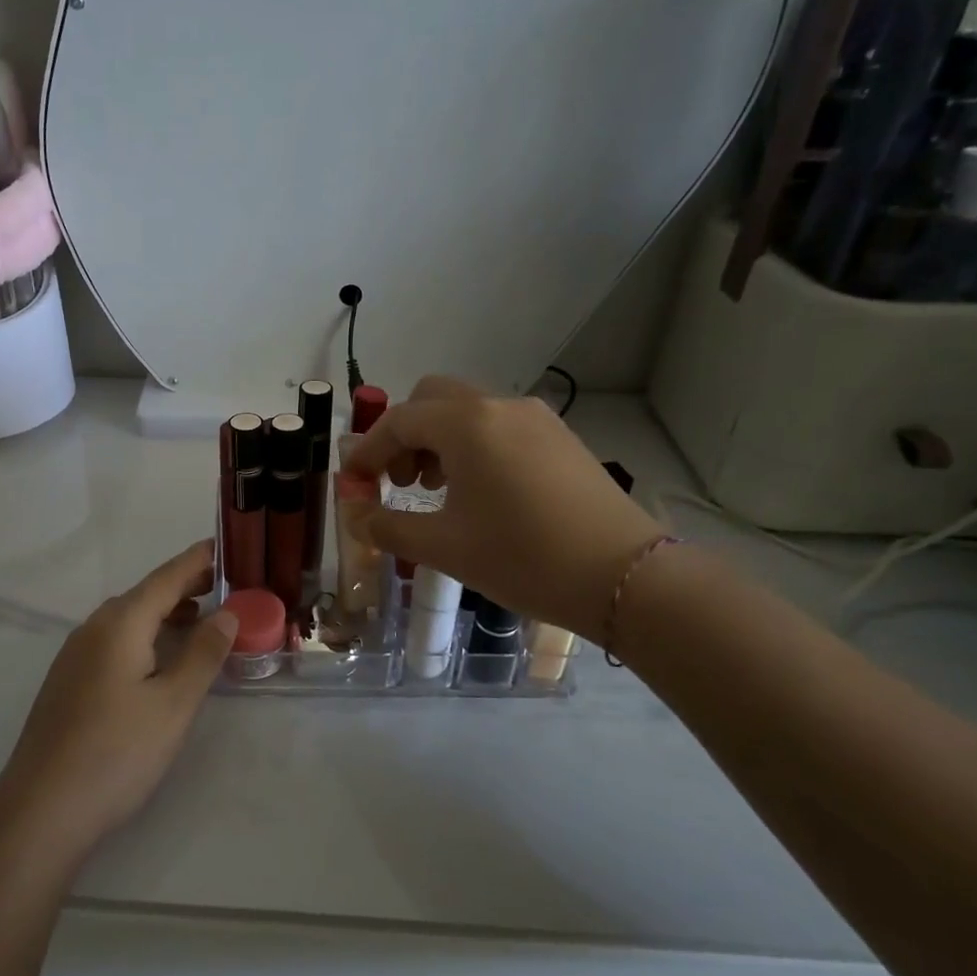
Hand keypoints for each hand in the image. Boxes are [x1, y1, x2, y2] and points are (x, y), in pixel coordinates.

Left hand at [0, 540, 235, 854]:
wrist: (40, 811)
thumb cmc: (117, 753)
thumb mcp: (174, 704)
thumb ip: (203, 654)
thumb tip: (227, 613)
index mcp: (120, 623)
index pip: (166, 577)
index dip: (198, 561)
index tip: (226, 546)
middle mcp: (93, 628)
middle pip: (145, 594)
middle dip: (185, 586)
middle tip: (225, 586)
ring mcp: (75, 655)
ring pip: (128, 619)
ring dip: (165, 613)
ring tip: (200, 619)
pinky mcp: (68, 682)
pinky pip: (114, 641)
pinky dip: (145, 636)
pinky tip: (159, 659)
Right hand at [337, 376, 658, 639]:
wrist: (624, 576)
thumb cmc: (523, 558)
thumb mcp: (444, 547)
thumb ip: (389, 527)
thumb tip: (358, 516)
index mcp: (466, 424)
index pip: (399, 421)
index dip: (367, 450)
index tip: (352, 482)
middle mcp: (499, 406)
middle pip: (432, 399)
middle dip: (404, 434)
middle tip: (398, 480)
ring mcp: (536, 418)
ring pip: (468, 410)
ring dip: (439, 439)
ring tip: (436, 489)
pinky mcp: (560, 437)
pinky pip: (500, 426)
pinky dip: (473, 445)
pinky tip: (480, 491)